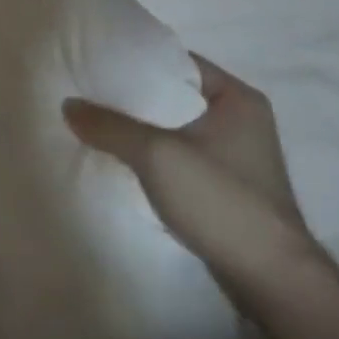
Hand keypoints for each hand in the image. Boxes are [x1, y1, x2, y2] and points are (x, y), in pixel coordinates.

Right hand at [63, 55, 325, 298]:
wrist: (270, 279)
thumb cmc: (221, 201)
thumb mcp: (156, 155)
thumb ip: (110, 126)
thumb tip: (68, 105)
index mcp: (237, 98)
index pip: (177, 61)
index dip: (135, 59)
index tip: (95, 60)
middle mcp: (240, 119)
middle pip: (172, 94)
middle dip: (130, 95)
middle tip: (85, 91)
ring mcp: (233, 154)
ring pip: (172, 126)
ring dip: (137, 126)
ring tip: (93, 121)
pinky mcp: (222, 184)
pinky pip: (176, 153)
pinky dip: (149, 152)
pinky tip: (117, 156)